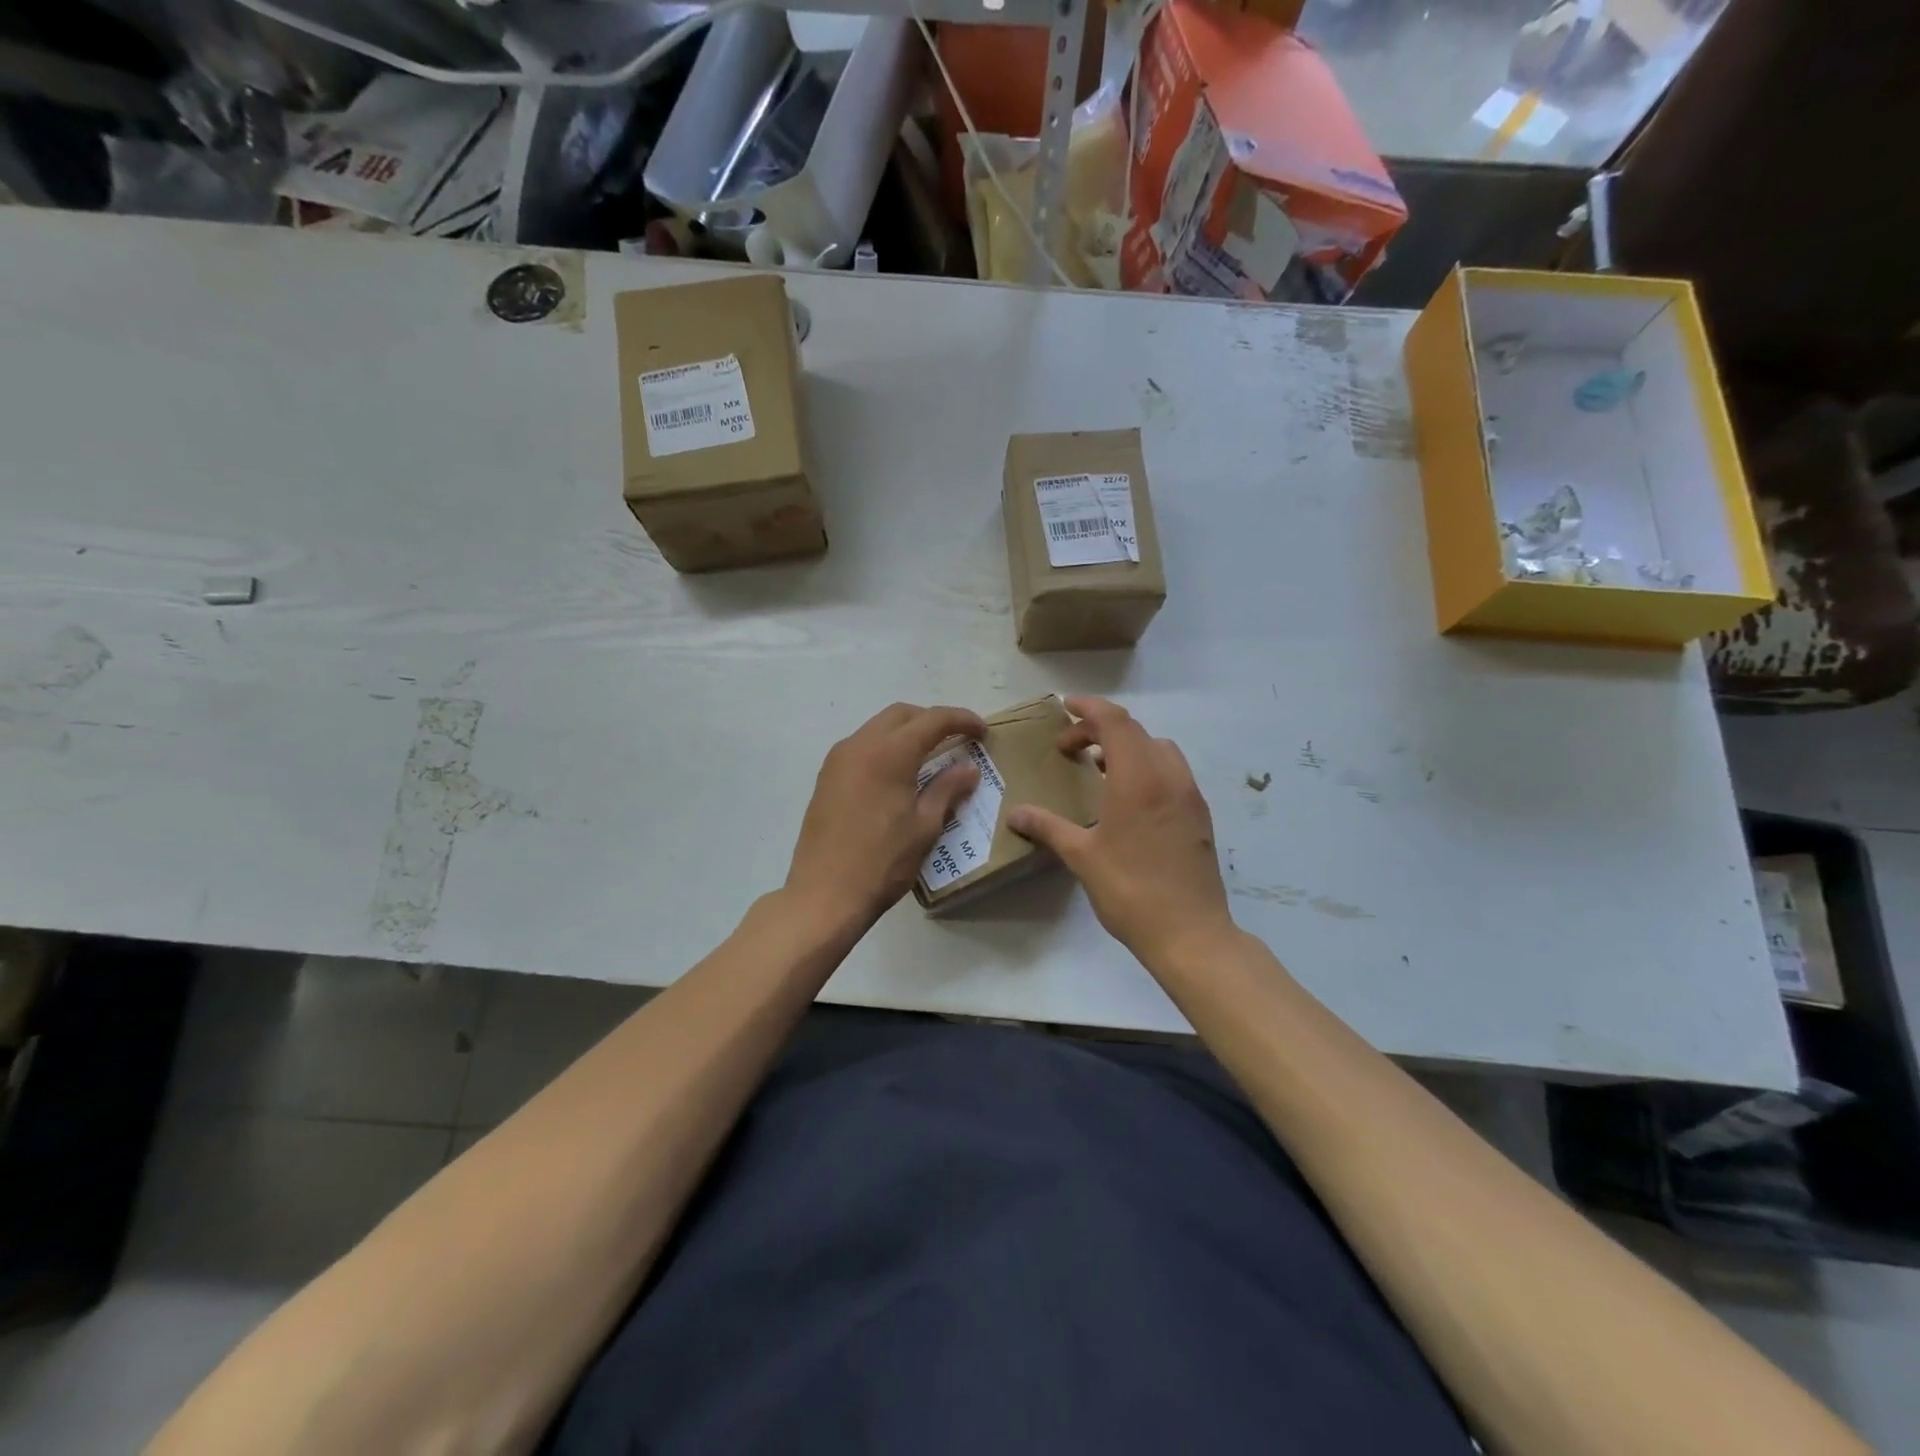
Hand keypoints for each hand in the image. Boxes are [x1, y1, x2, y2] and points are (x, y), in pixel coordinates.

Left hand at [784, 701, 988, 933]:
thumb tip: (969, 768)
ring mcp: (838, 759)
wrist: (824, 894)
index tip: (983, 732)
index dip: (962, 720)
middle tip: (957, 741)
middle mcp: (860, 744)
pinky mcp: (826, 777)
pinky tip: (898, 774)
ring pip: (878, 728)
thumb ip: (948, 789)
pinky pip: (861, 747)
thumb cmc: (882, 861)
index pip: (933, 720)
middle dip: (932, 721)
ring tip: (930, 757)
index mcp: (889, 752)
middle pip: (902, 714)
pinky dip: (885, 748)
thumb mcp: (925, 826)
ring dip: (906, 733)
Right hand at [1007, 696, 1234, 965]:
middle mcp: (1168, 776)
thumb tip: (1015, 814)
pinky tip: (1127, 799)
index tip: (1065, 706)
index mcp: (1137, 778)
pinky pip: (1171, 771)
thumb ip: (1048, 827)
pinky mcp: (1199, 814)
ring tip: (1098, 769)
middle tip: (1068, 748)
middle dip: (1099, 729)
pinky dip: (1146, 766)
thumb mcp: (1082, 856)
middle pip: (1135, 730)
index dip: (1088, 707)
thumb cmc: (1130, 890)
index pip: (1114, 721)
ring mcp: (1189, 794)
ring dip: (1127, 746)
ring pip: (1158, 748)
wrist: (1190, 933)